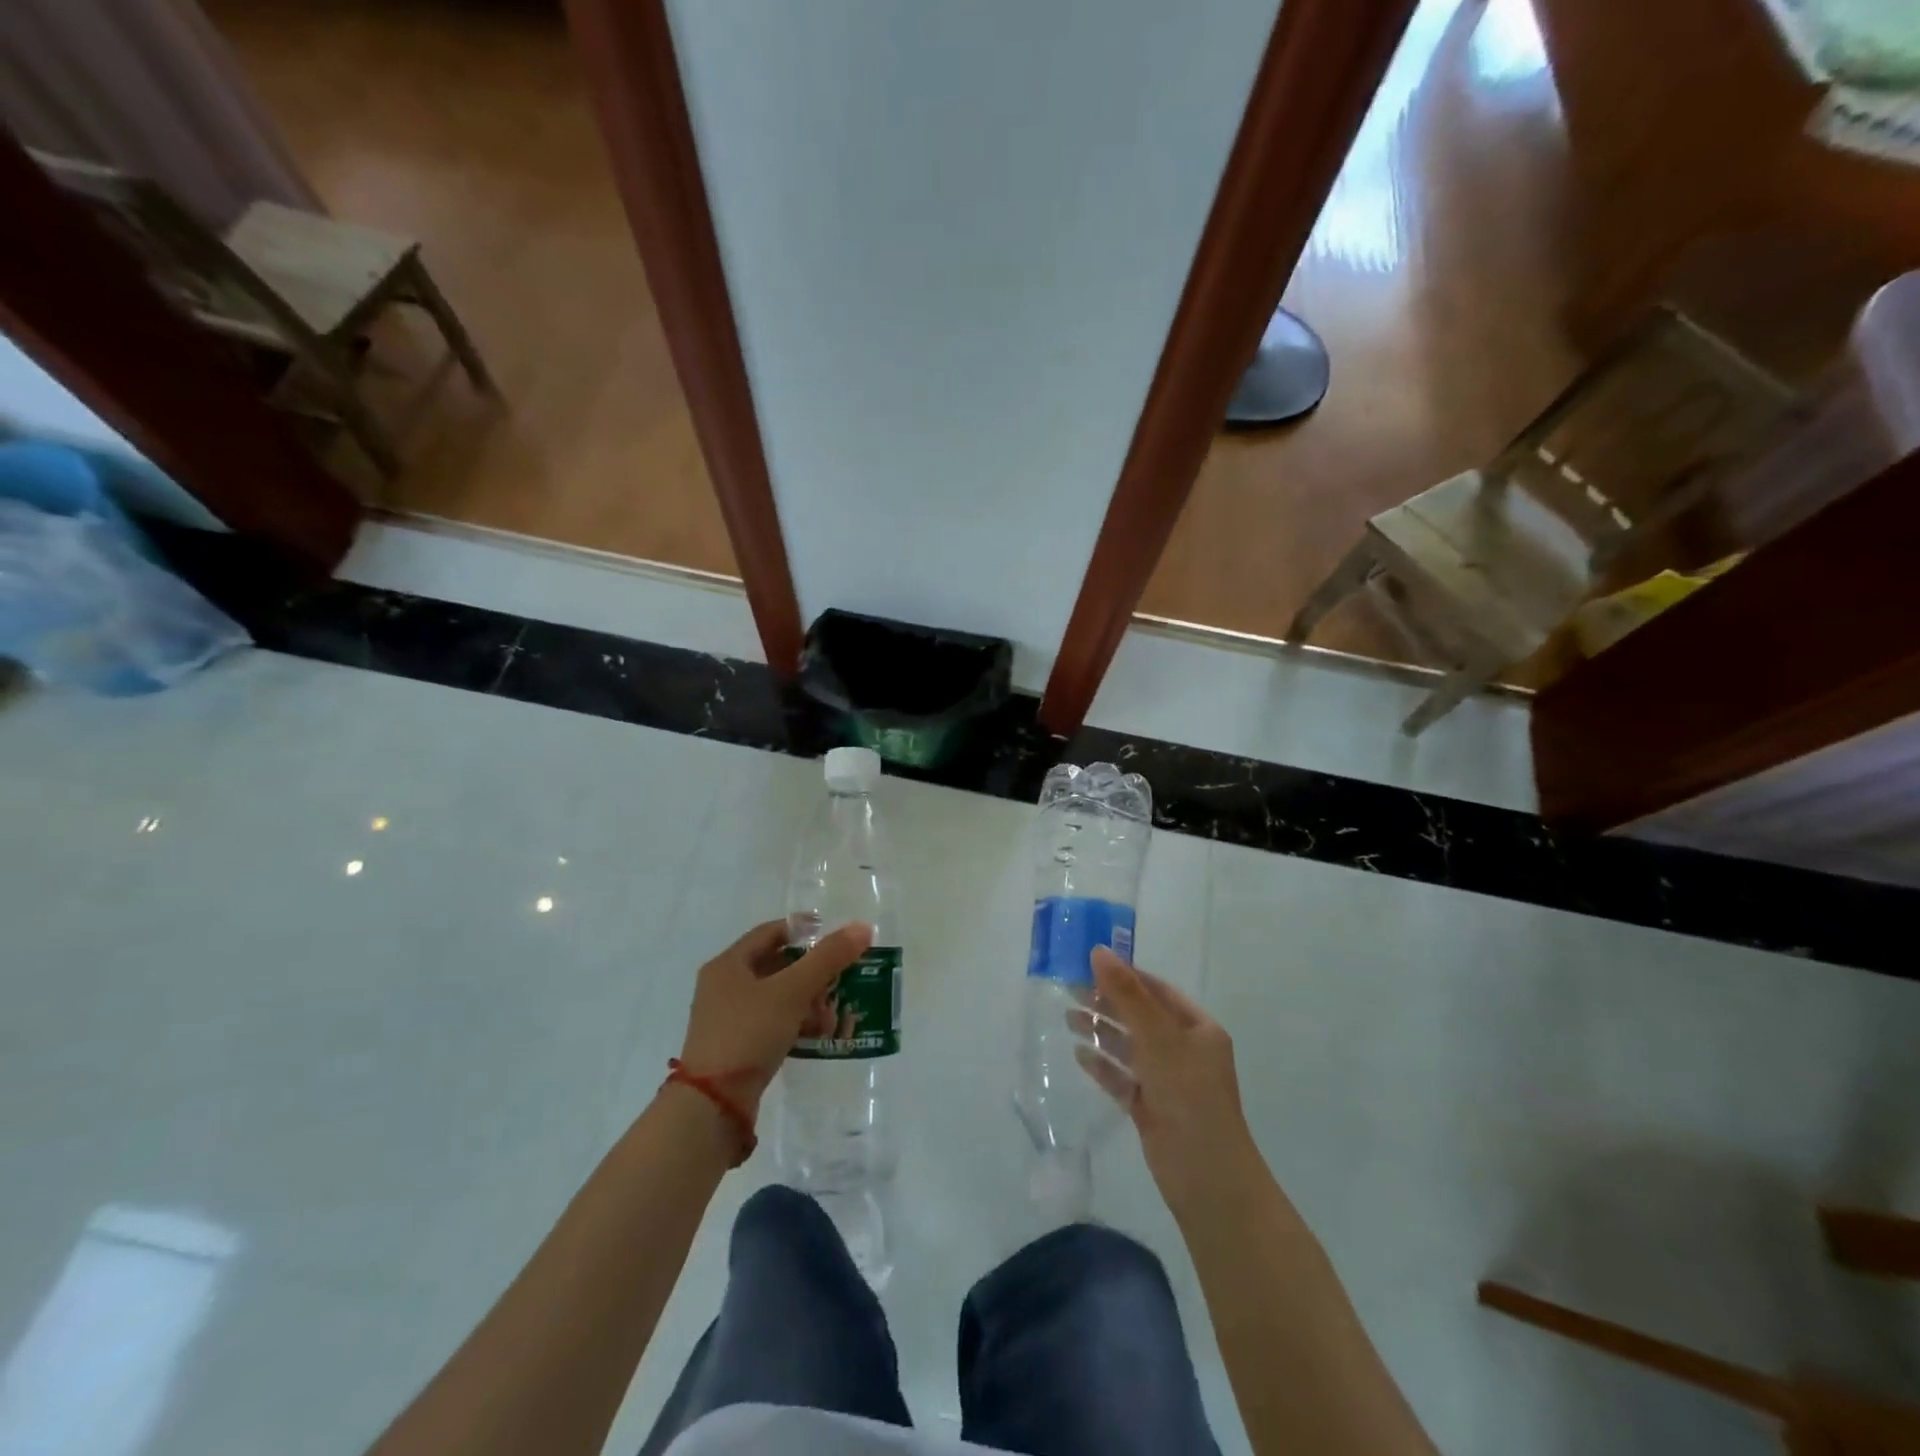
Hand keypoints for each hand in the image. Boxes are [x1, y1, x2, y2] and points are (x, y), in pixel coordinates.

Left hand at [678, 919, 872, 1118]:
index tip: (836, 936)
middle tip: (841, 978)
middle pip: (776, 964)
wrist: (712, 1105)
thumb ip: (827, 958)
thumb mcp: (792, 991)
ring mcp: (728, 1018)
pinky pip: (773, 1022)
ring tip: (834, 1012)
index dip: (804, 929)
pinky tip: (819, 1034)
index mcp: (728, 964)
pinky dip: (796, 1022)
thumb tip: (862, 927)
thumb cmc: (748, 1033)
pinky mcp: (737, 1046)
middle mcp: (724, 986)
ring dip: (808, 1000)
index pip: (771, 932)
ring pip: (777, 996)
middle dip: (812, 971)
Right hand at [1087, 947, 1255, 1208]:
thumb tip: (1098, 951)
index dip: (1125, 975)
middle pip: (1140, 1016)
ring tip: (1067, 1018)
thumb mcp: (1158, 1038)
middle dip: (1107, 1003)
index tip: (1089, 963)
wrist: (1207, 1180)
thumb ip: (1127, 995)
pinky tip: (1079, 1055)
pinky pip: (1123, 1078)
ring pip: (1129, 1047)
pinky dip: (1103, 1065)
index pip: (1157, 990)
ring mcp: (1167, 1081)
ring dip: (1101, 1031)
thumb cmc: (1189, 1097)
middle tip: (1069, 989)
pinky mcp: (1151, 1108)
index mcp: (1198, 1029)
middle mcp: (1184, 1050)